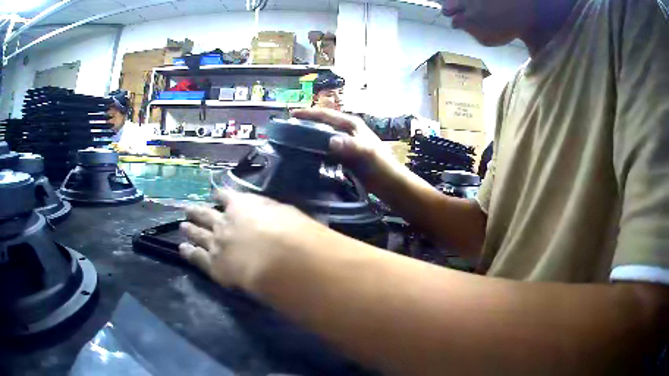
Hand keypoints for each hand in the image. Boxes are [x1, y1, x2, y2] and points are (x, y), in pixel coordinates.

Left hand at [179, 189, 325, 290]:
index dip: (219, 195)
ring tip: (182, 226)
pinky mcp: (213, 264)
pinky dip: (188, 252)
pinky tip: (182, 249)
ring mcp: (216, 242)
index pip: (225, 195)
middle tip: (187, 209)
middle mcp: (224, 221)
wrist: (278, 259)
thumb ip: (267, 210)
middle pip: (205, 214)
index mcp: (241, 205)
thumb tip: (261, 212)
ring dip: (189, 229)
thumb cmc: (290, 232)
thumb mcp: (283, 211)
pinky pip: (197, 256)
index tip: (214, 194)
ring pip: (197, 233)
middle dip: (196, 211)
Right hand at [292, 109, 393, 175]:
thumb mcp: (367, 153)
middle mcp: (347, 131)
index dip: (309, 113)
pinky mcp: (344, 156)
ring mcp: (346, 143)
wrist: (389, 183)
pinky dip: (316, 150)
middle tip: (288, 128)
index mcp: (351, 125)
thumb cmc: (380, 165)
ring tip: (292, 141)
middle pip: (323, 124)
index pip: (327, 115)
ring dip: (310, 137)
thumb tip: (331, 141)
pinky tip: (306, 156)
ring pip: (323, 136)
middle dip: (307, 124)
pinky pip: (326, 150)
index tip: (291, 115)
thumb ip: (351, 146)